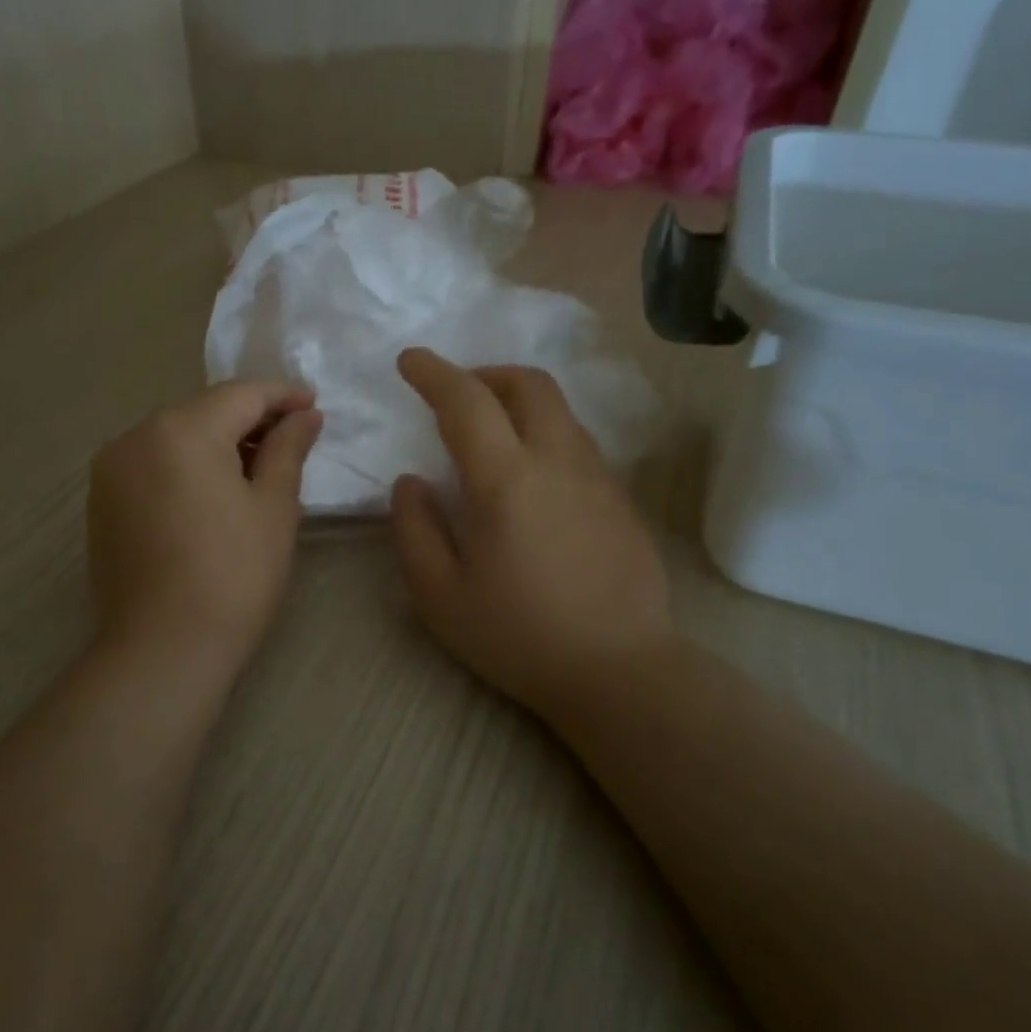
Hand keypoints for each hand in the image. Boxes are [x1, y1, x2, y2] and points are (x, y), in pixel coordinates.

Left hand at [88, 382, 322, 674]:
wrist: (164, 650)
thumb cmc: (234, 576)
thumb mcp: (274, 508)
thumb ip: (288, 449)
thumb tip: (305, 415)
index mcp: (182, 430)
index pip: (241, 395)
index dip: (282, 396)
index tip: (314, 405)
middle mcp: (137, 435)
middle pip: (204, 411)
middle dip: (250, 419)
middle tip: (293, 438)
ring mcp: (112, 468)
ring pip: (176, 436)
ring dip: (218, 442)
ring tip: (257, 467)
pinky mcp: (102, 500)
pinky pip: (153, 463)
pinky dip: (186, 465)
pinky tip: (213, 492)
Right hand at [389, 349, 672, 719]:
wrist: (619, 671)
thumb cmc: (518, 636)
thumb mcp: (440, 595)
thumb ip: (414, 529)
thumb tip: (411, 482)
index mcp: (506, 480)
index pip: (466, 401)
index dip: (433, 373)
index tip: (410, 361)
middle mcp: (558, 461)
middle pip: (527, 384)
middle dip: (484, 374)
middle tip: (456, 396)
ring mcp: (598, 477)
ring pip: (559, 410)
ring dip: (518, 402)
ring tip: (490, 432)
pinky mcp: (621, 498)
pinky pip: (577, 442)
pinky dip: (545, 433)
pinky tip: (531, 476)